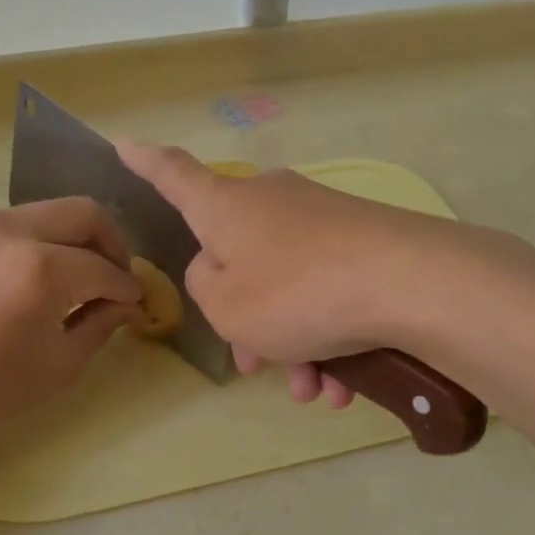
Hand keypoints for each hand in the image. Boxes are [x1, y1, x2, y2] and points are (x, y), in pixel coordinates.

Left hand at [0, 199, 142, 441]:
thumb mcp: (57, 366)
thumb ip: (99, 326)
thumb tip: (125, 305)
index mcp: (43, 268)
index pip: (104, 268)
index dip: (127, 288)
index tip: (136, 304)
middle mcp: (17, 230)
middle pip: (86, 214)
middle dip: (112, 244)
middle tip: (116, 279)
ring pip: (54, 211)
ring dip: (79, 237)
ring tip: (82, 276)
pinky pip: (23, 221)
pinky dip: (47, 238)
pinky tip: (44, 274)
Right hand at [118, 143, 449, 406]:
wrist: (410, 283)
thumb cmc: (296, 293)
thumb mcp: (226, 307)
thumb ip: (204, 285)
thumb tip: (221, 269)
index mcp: (225, 206)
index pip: (173, 174)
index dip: (145, 162)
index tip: (123, 144)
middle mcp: (271, 200)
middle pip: (239, 257)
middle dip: (247, 318)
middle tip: (259, 367)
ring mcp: (321, 217)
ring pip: (289, 286)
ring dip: (293, 343)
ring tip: (315, 391)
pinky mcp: (364, 239)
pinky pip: (328, 289)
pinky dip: (329, 336)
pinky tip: (345, 384)